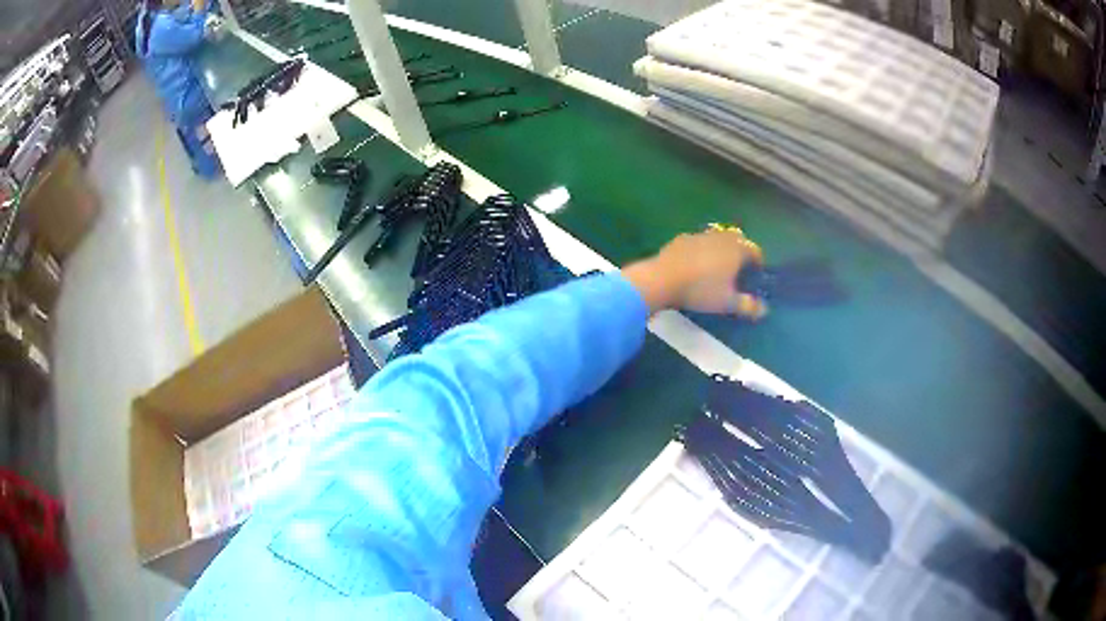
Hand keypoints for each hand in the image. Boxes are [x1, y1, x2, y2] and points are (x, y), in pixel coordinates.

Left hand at [622, 228, 766, 317]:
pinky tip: (696, 262)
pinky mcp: (681, 239)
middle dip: (740, 251)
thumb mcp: (727, 303)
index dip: (758, 260)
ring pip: (717, 238)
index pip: (754, 250)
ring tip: (718, 265)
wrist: (663, 279)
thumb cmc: (701, 291)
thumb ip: (747, 306)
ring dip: (721, 248)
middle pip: (737, 239)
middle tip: (739, 267)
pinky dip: (702, 250)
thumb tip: (763, 310)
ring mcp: (700, 236)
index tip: (757, 271)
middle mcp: (720, 238)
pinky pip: (698, 242)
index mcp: (736, 250)